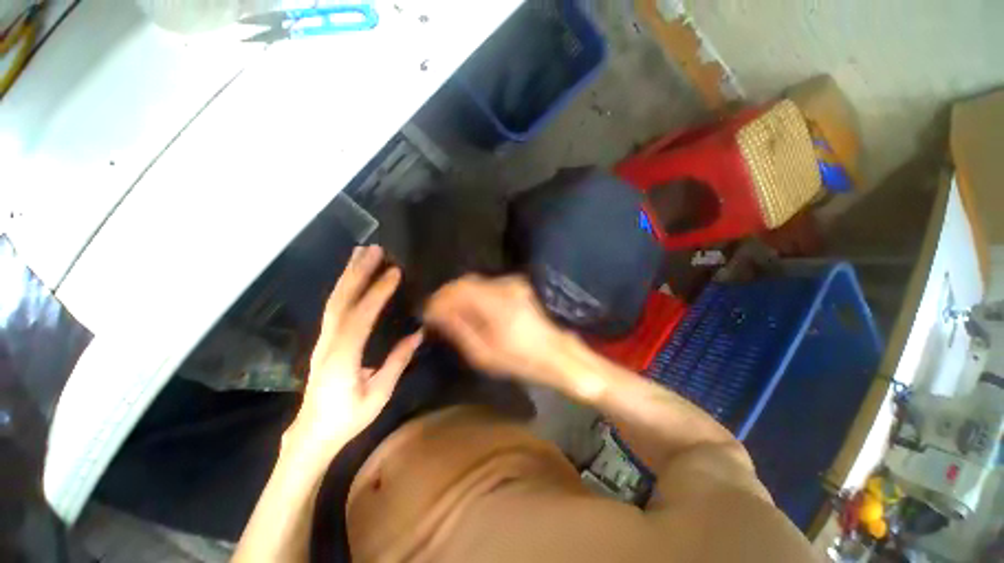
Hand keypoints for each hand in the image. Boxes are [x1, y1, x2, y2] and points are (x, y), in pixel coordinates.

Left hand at [286, 246, 422, 463]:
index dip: (377, 293)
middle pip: (341, 301)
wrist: (312, 434)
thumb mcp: (379, 394)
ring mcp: (323, 340)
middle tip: (374, 250)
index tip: (394, 272)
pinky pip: (333, 308)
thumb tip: (418, 333)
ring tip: (361, 253)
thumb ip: (398, 361)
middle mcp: (329, 343)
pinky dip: (343, 288)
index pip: (361, 317)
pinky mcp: (324, 340)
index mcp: (343, 358)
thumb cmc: (347, 418)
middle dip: (358, 272)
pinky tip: (352, 277)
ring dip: (348, 275)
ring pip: (333, 301)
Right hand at [423, 275, 570, 385]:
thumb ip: (459, 329)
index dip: (439, 298)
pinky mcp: (516, 286)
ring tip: (449, 313)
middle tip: (435, 313)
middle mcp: (505, 287)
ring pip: (475, 282)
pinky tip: (469, 309)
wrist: (553, 352)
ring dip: (459, 295)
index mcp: (497, 305)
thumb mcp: (484, 354)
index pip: (459, 289)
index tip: (426, 311)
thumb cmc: (519, 360)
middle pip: (466, 281)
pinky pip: (486, 285)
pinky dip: (473, 294)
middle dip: (447, 295)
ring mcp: (513, 284)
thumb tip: (437, 313)